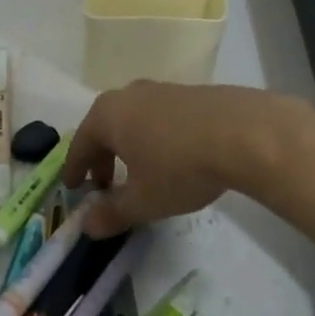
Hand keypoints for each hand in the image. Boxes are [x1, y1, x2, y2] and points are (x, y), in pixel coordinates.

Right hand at [65, 82, 300, 236]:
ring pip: (133, 120)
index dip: (74, 169)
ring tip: (139, 171)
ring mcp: (160, 89)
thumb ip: (112, 213)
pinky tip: (171, 155)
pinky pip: (159, 116)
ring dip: (129, 146)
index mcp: (107, 116)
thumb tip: (86, 226)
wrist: (243, 133)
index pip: (80, 145)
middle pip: (105, 128)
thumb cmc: (179, 167)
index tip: (72, 187)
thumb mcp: (143, 200)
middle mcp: (128, 95)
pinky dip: (154, 136)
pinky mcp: (189, 92)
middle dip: (102, 157)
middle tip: (104, 184)